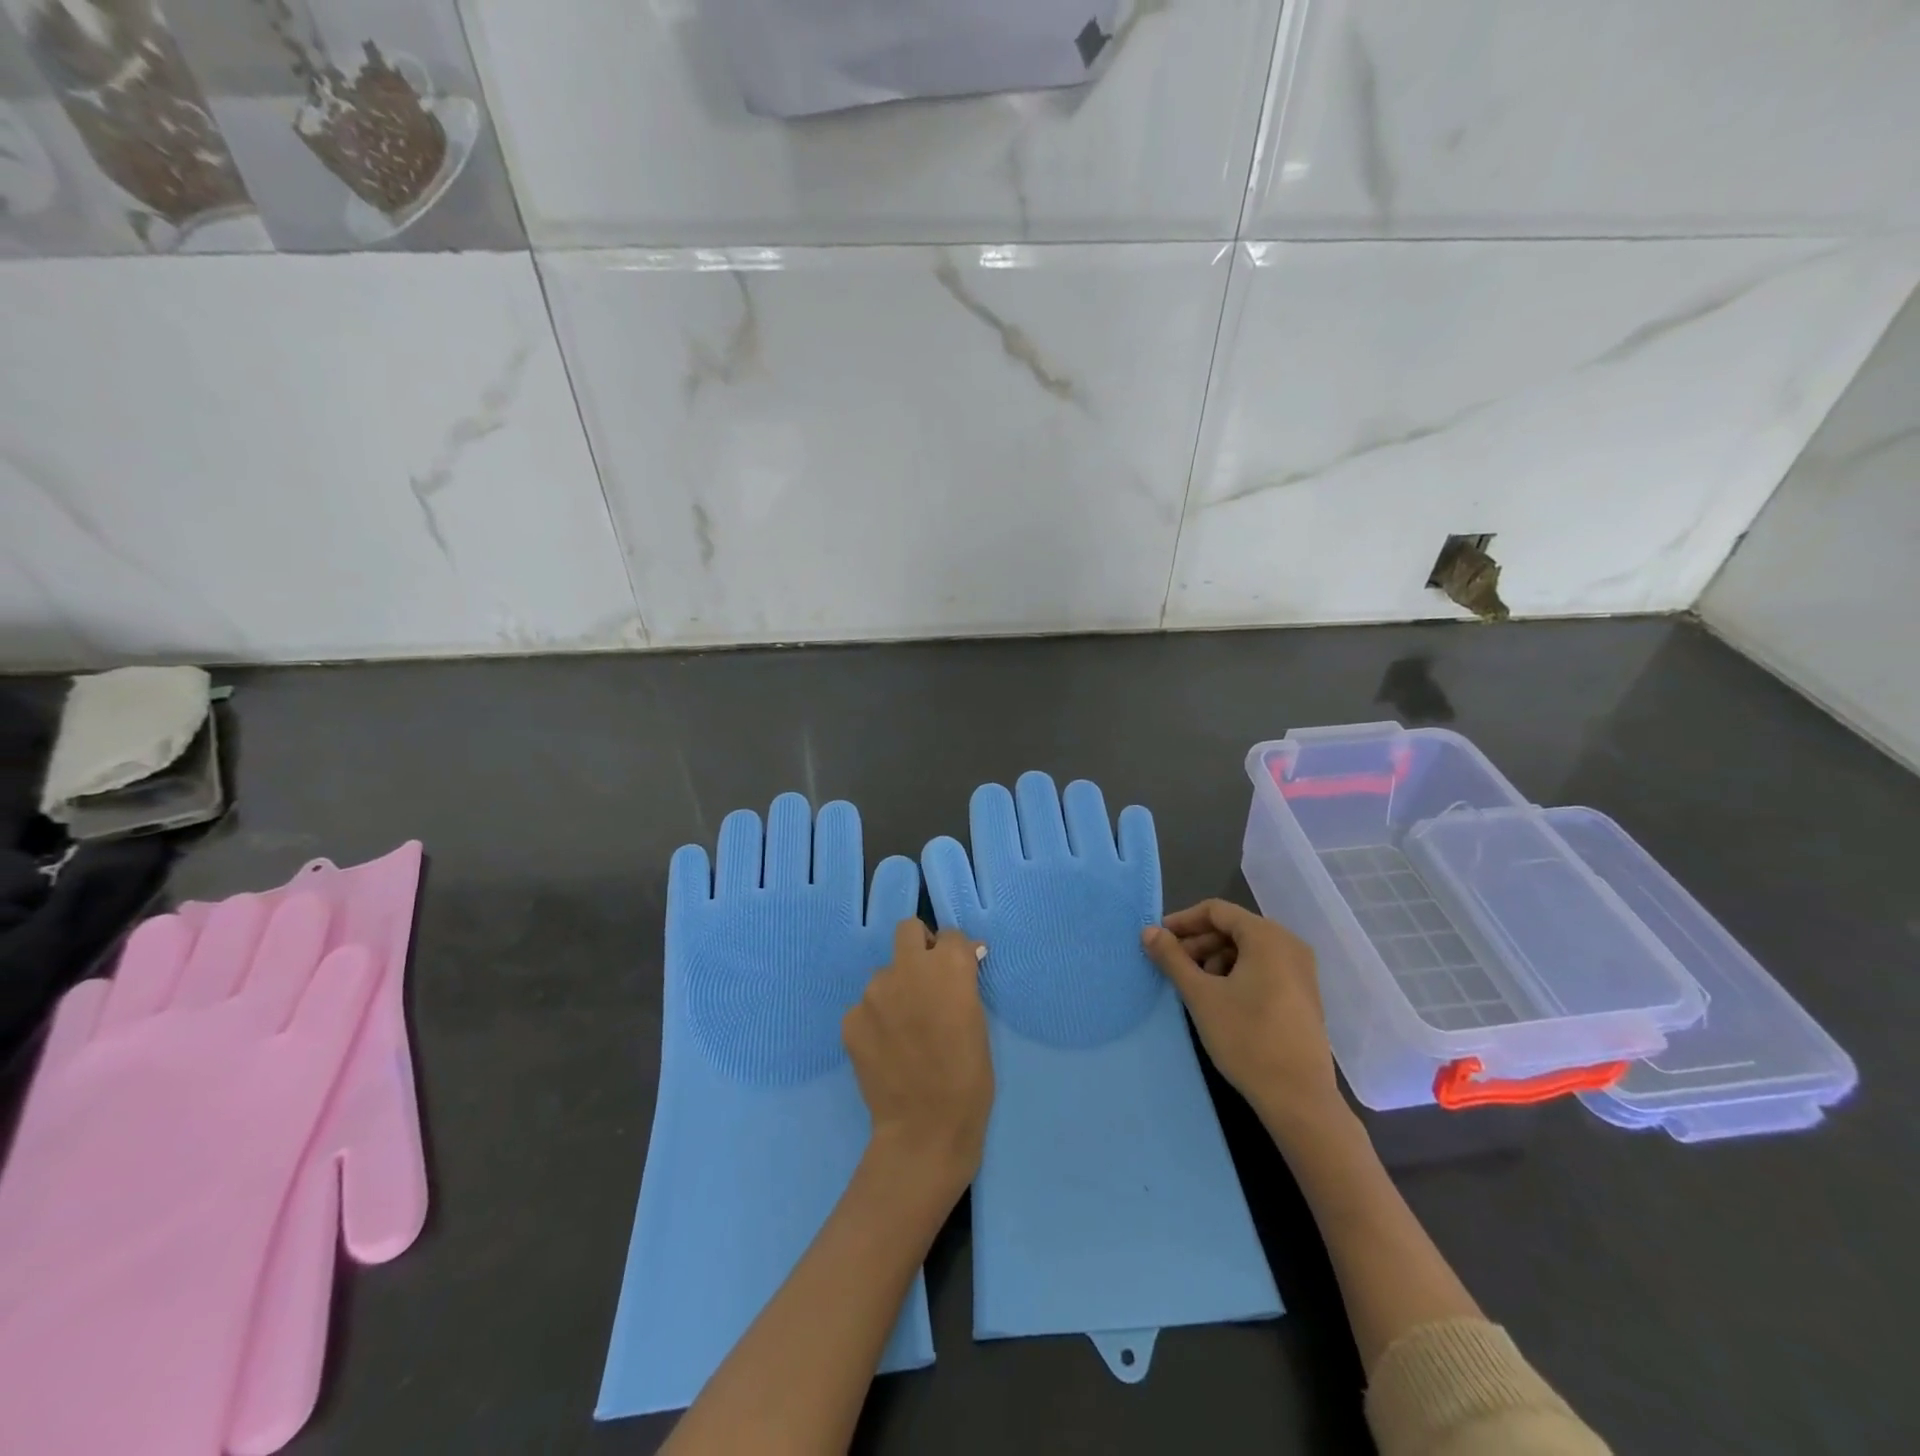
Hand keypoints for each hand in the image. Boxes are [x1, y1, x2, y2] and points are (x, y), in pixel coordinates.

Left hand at [842, 920, 993, 1196]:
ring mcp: (874, 992)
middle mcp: (908, 968)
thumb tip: (963, 958)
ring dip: (896, 989)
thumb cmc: (968, 1078)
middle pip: (908, 931)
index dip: (955, 954)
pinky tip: (886, 1048)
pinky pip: (865, 1007)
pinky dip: (876, 1020)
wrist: (925, 1130)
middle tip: (927, 982)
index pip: (951, 936)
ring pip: (884, 973)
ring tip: (905, 1027)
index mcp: (948, 967)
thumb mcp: (979, 1022)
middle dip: (919, 947)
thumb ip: (964, 984)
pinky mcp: (850, 1018)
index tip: (958, 973)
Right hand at [1142, 899, 1344, 1133]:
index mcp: (1267, 937)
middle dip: (1198, 943)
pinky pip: (1263, 968)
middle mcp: (1289, 945)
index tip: (1159, 940)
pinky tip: (1220, 999)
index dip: (1183, 921)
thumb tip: (1148, 931)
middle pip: (1233, 928)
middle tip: (1172, 965)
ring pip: (1247, 950)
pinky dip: (1237, 973)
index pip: (1216, 911)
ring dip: (1216, 959)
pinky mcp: (1303, 995)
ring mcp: (1301, 971)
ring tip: (1195, 986)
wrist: (1299, 1098)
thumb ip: (1172, 958)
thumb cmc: (1247, 1038)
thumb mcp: (1201, 995)